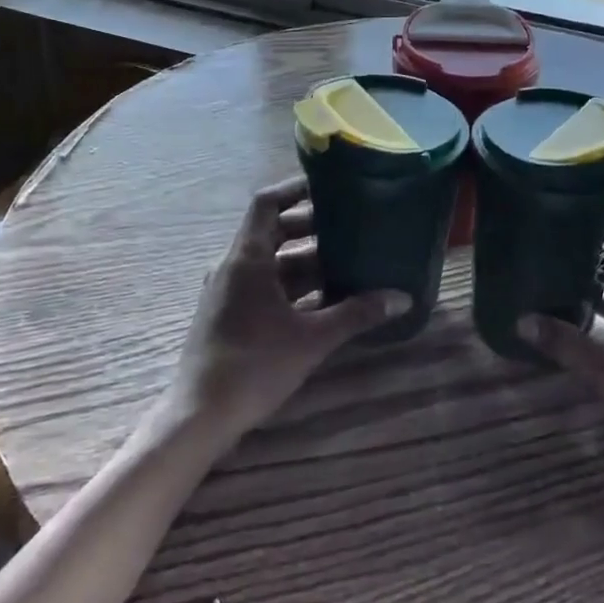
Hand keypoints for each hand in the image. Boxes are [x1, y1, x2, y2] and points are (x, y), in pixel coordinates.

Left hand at [160, 178, 409, 446]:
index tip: (329, 186)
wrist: (201, 415)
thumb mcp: (313, 338)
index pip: (266, 203)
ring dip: (305, 261)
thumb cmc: (255, 366)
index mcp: (247, 258)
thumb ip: (357, 314)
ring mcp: (228, 292)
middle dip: (310, 228)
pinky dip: (292, 285)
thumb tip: (402, 298)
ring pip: (271, 262)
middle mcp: (233, 266)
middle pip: (272, 231)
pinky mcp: (229, 315)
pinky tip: (324, 300)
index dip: (295, 189)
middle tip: (349, 226)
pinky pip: (264, 285)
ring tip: (346, 262)